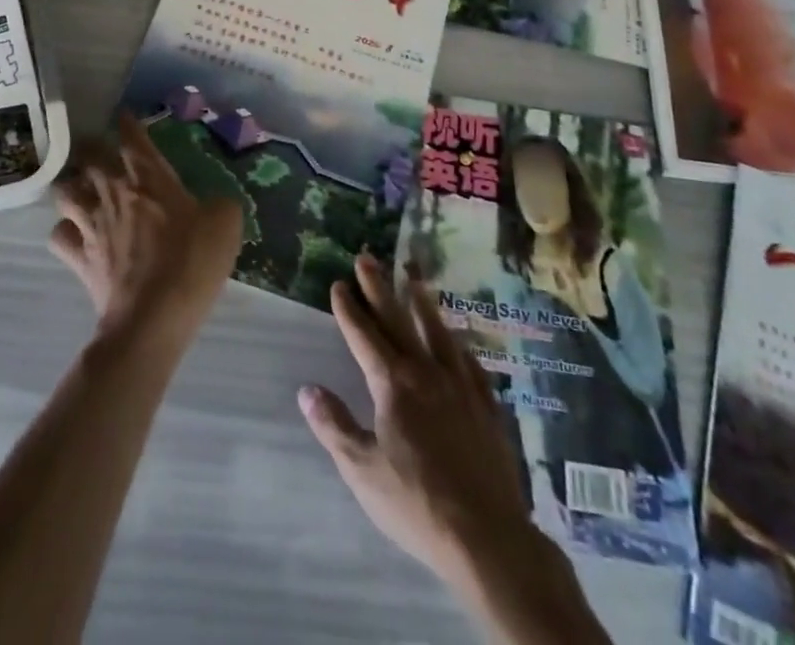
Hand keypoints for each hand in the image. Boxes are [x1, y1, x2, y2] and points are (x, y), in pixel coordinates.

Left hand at [49, 112, 242, 353]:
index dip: (128, 123)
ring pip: (65, 190)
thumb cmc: (192, 262)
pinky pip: (60, 234)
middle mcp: (114, 191)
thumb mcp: (226, 224)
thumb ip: (219, 203)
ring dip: (73, 186)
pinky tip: (76, 234)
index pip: (133, 138)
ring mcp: (91, 223)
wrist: (154, 318)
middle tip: (101, 152)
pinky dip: (65, 231)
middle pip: (90, 155)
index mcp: (150, 177)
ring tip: (83, 189)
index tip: (125, 117)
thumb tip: (213, 203)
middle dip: (92, 148)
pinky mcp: (78, 256)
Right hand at [300, 254, 531, 581]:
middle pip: (398, 320)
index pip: (364, 336)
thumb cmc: (416, 504)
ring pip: (437, 331)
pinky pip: (468, 360)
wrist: (487, 537)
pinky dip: (457, 343)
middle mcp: (426, 372)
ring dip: (420, 300)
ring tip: (412, 274)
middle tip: (366, 257)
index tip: (338, 283)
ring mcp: (460, 385)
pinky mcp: (486, 404)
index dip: (349, 309)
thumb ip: (334, 426)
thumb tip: (307, 390)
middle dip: (378, 288)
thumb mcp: (362, 470)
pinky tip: (456, 339)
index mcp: (393, 384)